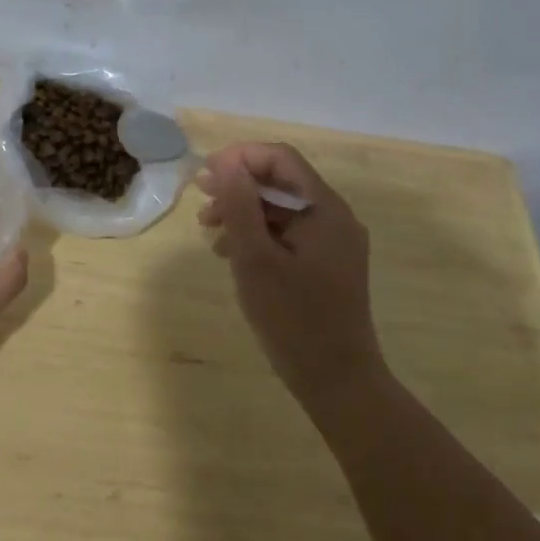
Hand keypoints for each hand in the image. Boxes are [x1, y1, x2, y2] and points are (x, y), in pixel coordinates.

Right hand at [196, 142, 383, 407]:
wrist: (338, 383)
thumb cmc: (294, 319)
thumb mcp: (255, 258)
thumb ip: (240, 205)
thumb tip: (226, 162)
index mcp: (325, 209)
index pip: (280, 158)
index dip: (240, 158)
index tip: (205, 174)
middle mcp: (334, 217)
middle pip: (281, 181)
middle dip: (238, 186)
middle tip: (201, 201)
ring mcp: (333, 243)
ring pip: (282, 209)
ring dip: (244, 211)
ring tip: (209, 231)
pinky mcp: (326, 265)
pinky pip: (289, 233)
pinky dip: (258, 235)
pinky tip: (231, 254)